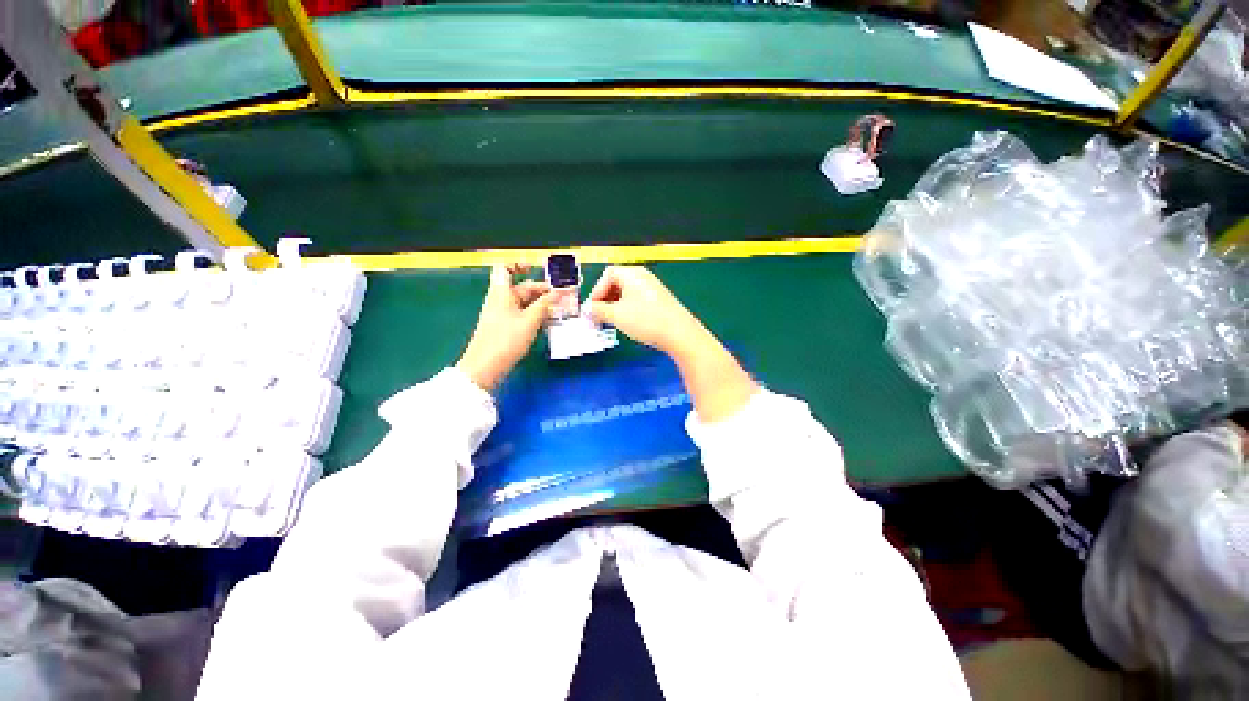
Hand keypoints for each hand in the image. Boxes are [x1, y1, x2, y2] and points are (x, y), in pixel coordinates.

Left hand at [457, 264, 561, 391]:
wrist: (485, 367)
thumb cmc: (505, 340)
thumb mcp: (530, 320)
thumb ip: (545, 305)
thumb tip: (559, 293)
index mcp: (501, 292)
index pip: (505, 269)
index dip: (519, 265)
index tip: (535, 268)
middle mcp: (500, 300)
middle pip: (522, 288)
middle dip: (542, 290)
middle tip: (562, 296)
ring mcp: (502, 315)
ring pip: (525, 303)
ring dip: (541, 304)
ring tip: (560, 310)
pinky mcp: (505, 328)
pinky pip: (523, 315)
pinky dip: (536, 315)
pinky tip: (548, 322)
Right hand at [586, 265, 706, 356]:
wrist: (679, 333)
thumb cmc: (646, 320)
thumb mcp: (616, 315)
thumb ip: (598, 310)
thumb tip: (588, 310)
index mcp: (631, 273)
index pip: (607, 275)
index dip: (596, 291)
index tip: (592, 308)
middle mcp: (643, 276)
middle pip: (617, 282)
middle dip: (604, 299)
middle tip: (599, 316)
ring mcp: (653, 288)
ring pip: (627, 293)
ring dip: (615, 305)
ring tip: (612, 321)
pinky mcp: (660, 300)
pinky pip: (637, 300)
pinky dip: (628, 309)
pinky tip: (628, 323)